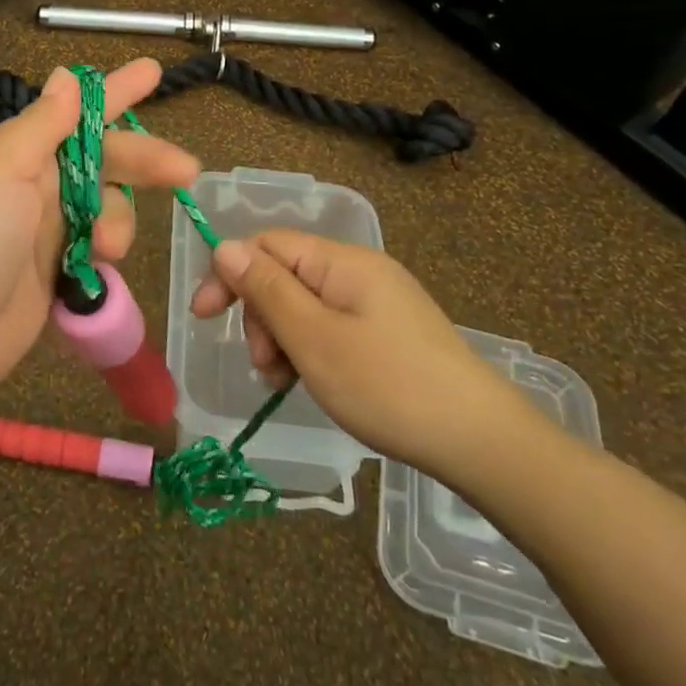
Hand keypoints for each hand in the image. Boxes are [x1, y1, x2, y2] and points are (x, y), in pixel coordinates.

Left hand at [0, 58, 199, 404]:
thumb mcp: (0, 169)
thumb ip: (42, 124)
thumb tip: (66, 74)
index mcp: (19, 153)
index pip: (77, 113)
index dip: (115, 92)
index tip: (154, 72)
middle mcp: (35, 186)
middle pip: (104, 161)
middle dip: (144, 161)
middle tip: (187, 170)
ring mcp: (46, 233)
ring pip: (107, 208)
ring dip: (118, 222)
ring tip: (108, 250)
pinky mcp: (56, 275)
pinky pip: (98, 251)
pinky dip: (107, 256)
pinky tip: (103, 268)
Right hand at [191, 231, 546, 485]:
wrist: (482, 441)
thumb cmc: (388, 386)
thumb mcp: (314, 339)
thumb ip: (266, 289)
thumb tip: (225, 245)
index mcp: (341, 261)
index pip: (266, 244)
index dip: (230, 274)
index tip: (203, 317)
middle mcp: (358, 270)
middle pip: (284, 274)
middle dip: (261, 316)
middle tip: (266, 365)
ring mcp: (376, 301)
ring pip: (304, 305)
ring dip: (282, 339)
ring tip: (287, 383)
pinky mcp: (388, 331)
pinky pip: (330, 326)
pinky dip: (310, 351)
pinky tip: (311, 382)